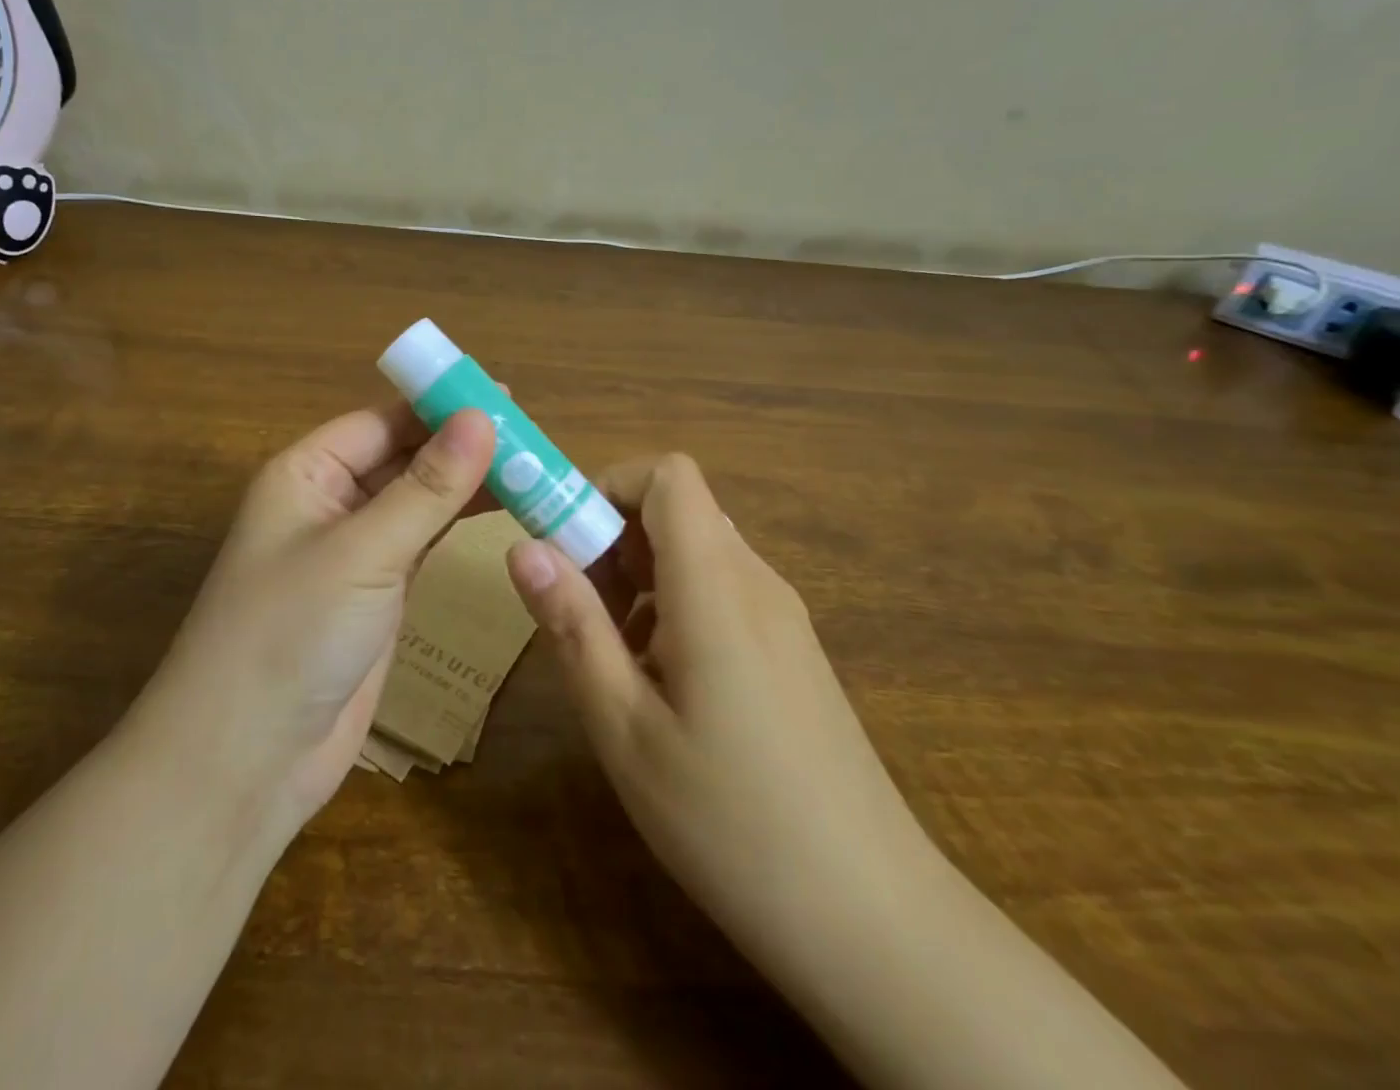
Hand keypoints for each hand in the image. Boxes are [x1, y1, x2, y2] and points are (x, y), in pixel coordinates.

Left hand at [139, 402, 495, 835]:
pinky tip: (503, 512)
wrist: (247, 761)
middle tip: (534, 438)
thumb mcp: (363, 551)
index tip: (507, 398)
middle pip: (404, 457)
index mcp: (306, 474)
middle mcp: (328, 503)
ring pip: (420, 500)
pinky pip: (425, 542)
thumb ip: (426, 487)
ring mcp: (355, 551)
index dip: (440, 406)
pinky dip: (461, 526)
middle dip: (462, 446)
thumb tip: (482, 415)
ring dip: (469, 485)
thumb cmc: (291, 634)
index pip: (381, 421)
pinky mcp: (378, 594)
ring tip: (534, 470)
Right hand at [504, 454, 940, 979]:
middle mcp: (756, 583)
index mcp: (717, 588)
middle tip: (577, 612)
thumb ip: (573, 625)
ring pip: (695, 553)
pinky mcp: (792, 652)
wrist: (875, 923)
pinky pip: (720, 593)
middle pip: (676, 511)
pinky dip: (672, 609)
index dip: (609, 485)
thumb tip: (524, 546)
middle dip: (612, 540)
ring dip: (637, 579)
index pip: (668, 475)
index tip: (564, 542)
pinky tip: (661, 687)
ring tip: (613, 660)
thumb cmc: (732, 823)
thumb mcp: (625, 728)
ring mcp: (782, 618)